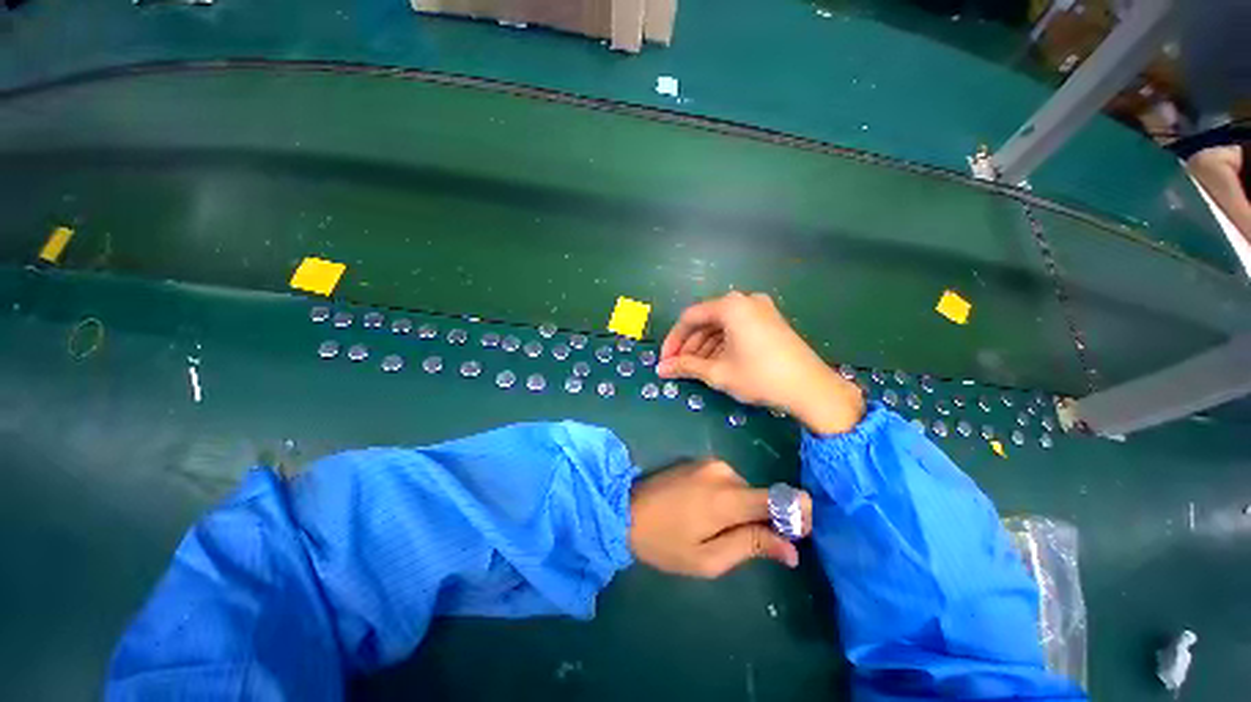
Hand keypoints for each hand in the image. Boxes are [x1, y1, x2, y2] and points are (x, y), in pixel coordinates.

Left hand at [629, 459, 810, 577]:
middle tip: (740, 543)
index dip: (796, 514)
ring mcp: (709, 463)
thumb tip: (791, 548)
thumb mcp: (708, 558)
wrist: (625, 510)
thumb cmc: (664, 542)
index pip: (777, 498)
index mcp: (727, 497)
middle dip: (761, 518)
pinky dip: (727, 496)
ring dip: (740, 508)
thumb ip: (750, 546)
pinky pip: (726, 480)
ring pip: (742, 488)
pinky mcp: (699, 461)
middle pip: (759, 495)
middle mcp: (723, 471)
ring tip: (716, 528)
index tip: (800, 533)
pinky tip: (706, 511)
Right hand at [657, 291, 864, 433]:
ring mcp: (760, 310)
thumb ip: (686, 366)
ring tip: (695, 369)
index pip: (690, 318)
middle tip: (679, 366)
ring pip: (721, 326)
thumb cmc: (760, 376)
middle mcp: (744, 301)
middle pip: (706, 320)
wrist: (812, 389)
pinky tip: (715, 363)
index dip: (674, 340)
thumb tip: (661, 369)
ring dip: (704, 347)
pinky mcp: (769, 321)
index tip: (666, 360)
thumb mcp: (718, 372)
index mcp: (731, 306)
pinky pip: (736, 329)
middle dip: (689, 345)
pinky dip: (722, 345)